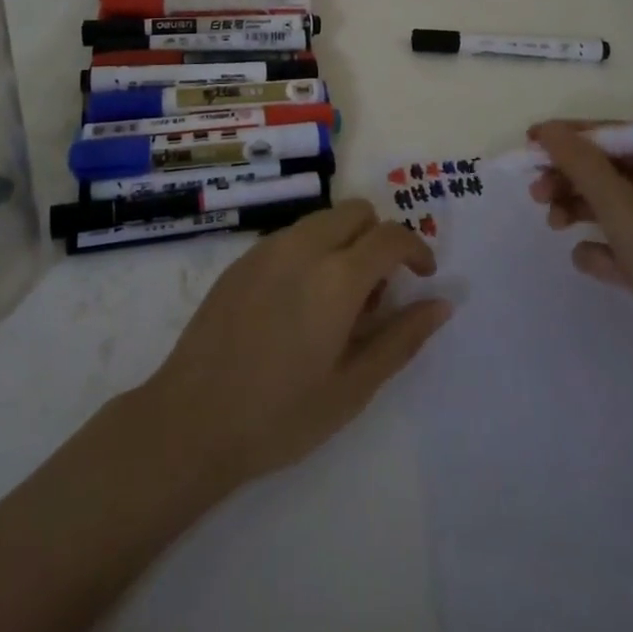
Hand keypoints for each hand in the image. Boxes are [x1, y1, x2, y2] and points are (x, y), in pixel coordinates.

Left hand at [141, 200, 450, 488]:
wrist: (191, 420)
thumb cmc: (280, 415)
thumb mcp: (353, 386)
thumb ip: (402, 338)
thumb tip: (441, 303)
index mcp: (337, 276)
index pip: (390, 236)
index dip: (416, 249)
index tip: (423, 277)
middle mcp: (304, 246)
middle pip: (357, 211)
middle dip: (378, 238)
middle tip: (375, 294)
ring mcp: (268, 248)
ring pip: (323, 220)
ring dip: (344, 242)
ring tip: (335, 303)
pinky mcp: (242, 258)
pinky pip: (292, 235)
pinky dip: (312, 250)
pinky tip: (297, 305)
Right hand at [528, 121, 632, 400]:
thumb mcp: (625, 210)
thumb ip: (581, 165)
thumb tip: (547, 129)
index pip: (615, 135)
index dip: (570, 137)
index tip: (529, 145)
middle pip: (610, 170)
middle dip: (571, 179)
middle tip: (535, 193)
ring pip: (613, 206)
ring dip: (579, 210)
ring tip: (553, 225)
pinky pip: (623, 243)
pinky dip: (602, 248)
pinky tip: (590, 261)